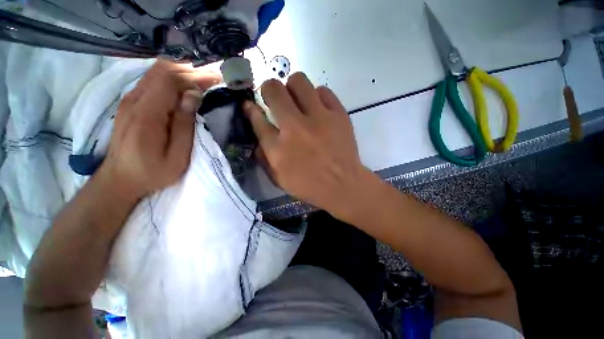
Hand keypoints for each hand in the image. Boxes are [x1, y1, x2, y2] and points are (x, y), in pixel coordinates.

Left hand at [98, 60, 221, 199]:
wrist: (120, 179)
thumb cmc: (153, 172)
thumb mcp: (177, 155)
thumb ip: (185, 124)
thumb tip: (193, 96)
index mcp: (146, 114)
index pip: (170, 81)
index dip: (195, 76)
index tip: (215, 78)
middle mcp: (134, 101)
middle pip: (161, 71)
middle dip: (189, 70)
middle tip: (211, 77)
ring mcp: (128, 101)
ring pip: (155, 73)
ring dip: (180, 73)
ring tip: (202, 81)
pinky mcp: (129, 104)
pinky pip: (151, 82)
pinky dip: (170, 80)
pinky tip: (184, 88)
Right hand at [244, 72, 371, 215]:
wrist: (343, 185)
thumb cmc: (309, 185)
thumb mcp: (279, 178)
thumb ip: (264, 156)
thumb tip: (258, 130)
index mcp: (278, 148)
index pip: (257, 118)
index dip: (251, 108)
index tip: (250, 105)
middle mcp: (295, 128)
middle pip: (274, 90)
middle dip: (269, 90)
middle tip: (275, 98)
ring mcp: (319, 118)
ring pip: (299, 81)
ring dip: (293, 88)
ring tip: (297, 101)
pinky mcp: (338, 114)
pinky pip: (323, 91)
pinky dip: (317, 96)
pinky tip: (318, 109)